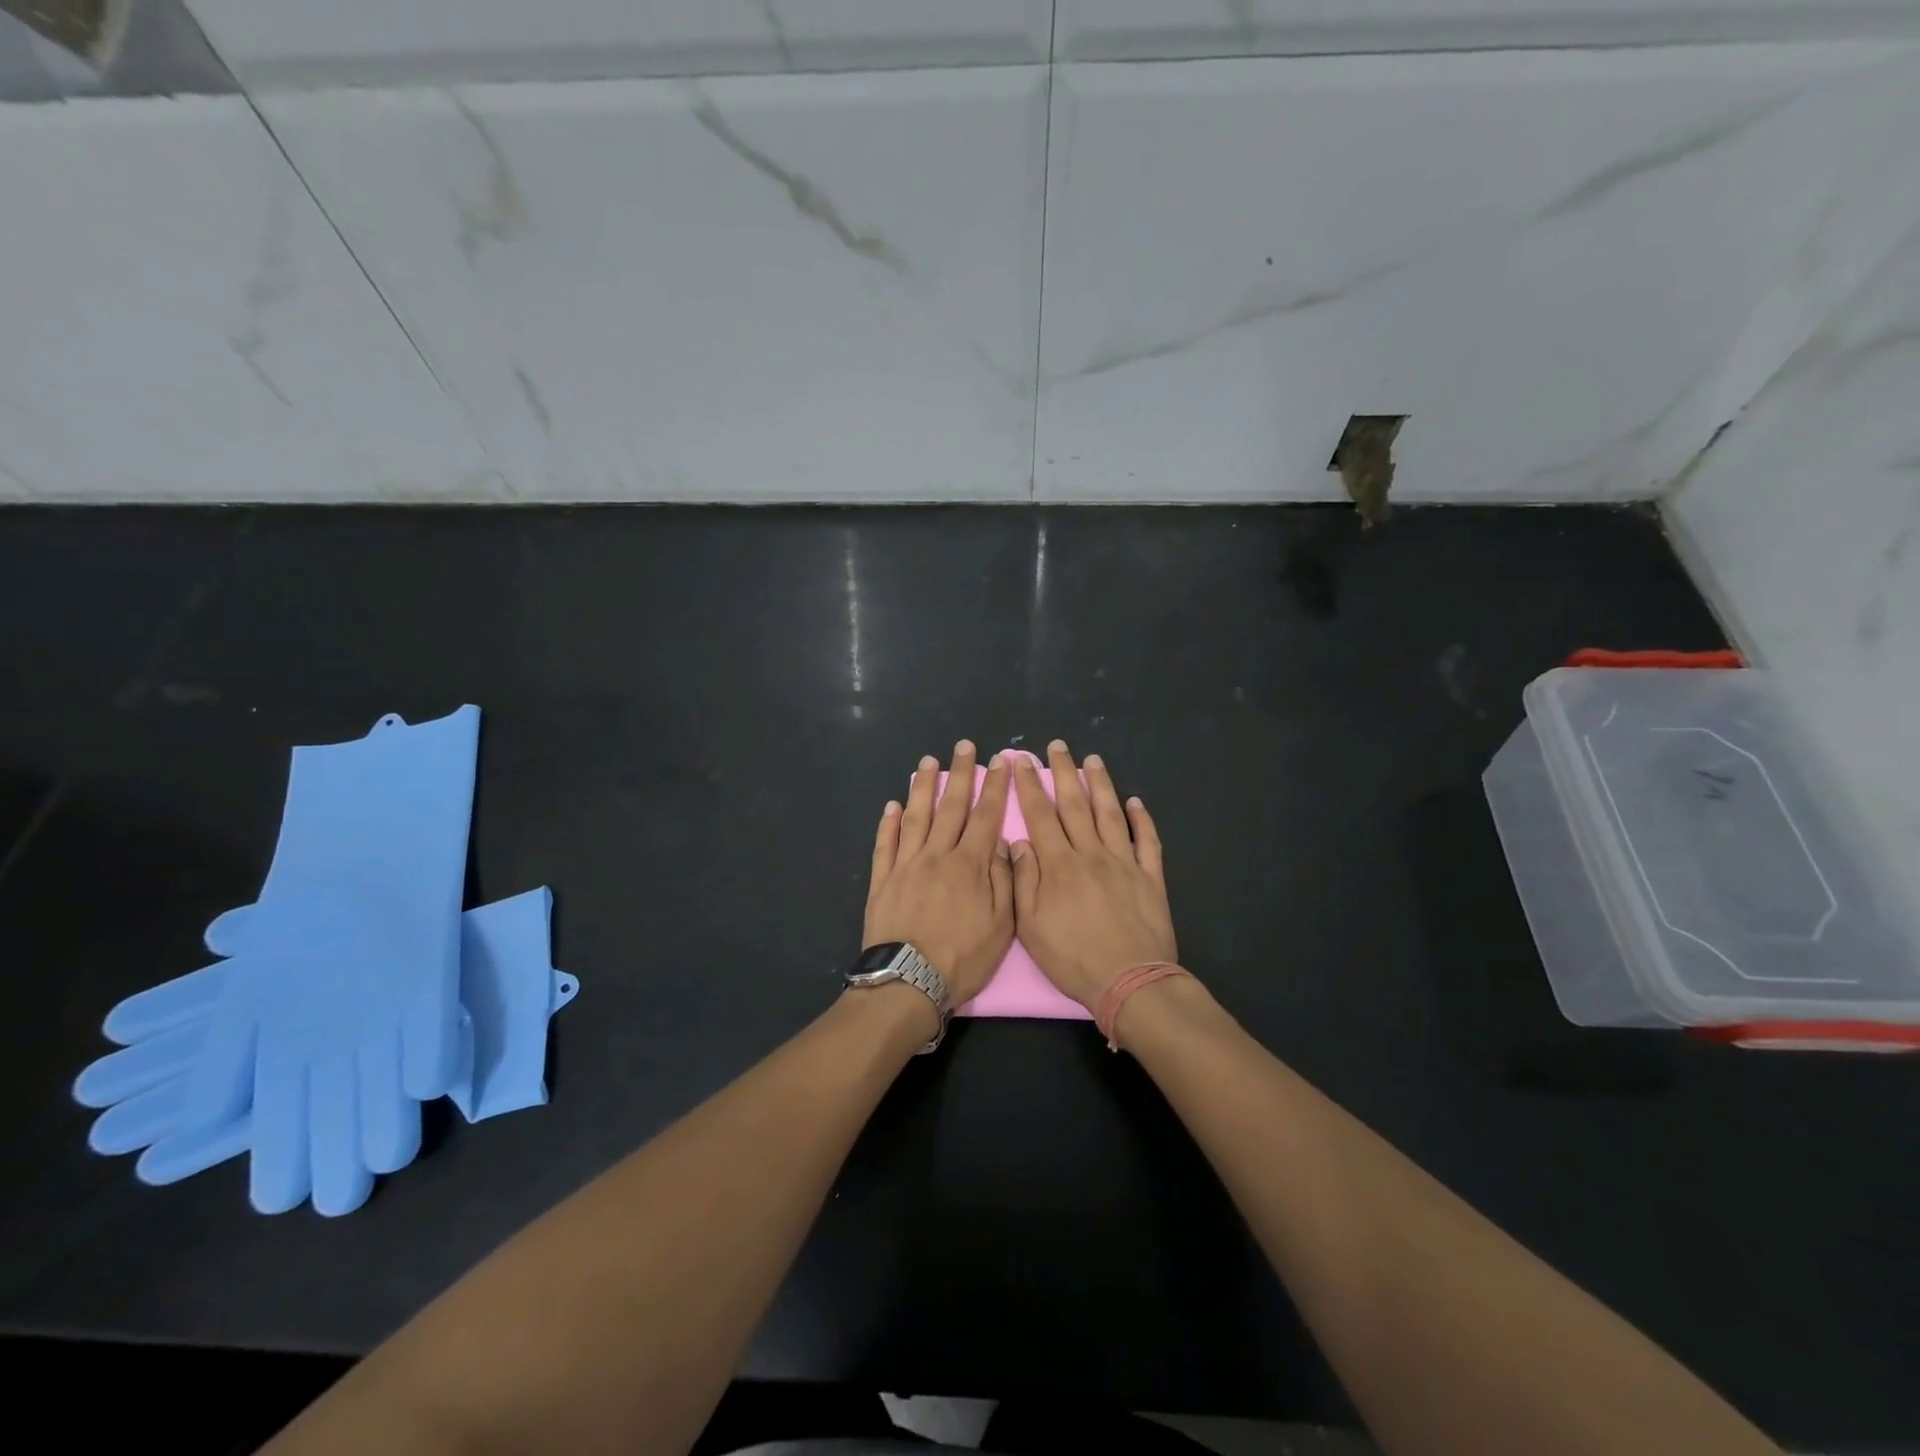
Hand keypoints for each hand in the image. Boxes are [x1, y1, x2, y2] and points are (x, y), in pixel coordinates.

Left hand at [863, 742, 1015, 1007]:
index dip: (994, 787)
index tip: (1000, 761)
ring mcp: (906, 865)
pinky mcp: (882, 880)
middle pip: (951, 807)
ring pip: (916, 817)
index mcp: (970, 865)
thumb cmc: (962, 958)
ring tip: (927, 763)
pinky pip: (885, 844)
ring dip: (923, 788)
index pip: (986, 816)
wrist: (908, 982)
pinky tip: (892, 805)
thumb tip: (1003, 843)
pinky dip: (888, 823)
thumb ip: (1004, 880)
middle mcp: (937, 855)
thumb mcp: (1002, 926)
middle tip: (964, 746)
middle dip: (960, 774)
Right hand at [1009, 741, 1176, 1010]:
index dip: (1029, 785)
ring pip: (1111, 814)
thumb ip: (1023, 880)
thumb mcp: (1031, 926)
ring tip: (1094, 760)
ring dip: (1101, 785)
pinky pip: (1147, 841)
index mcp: (1059, 864)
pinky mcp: (1150, 877)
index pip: (1040, 815)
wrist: (1129, 981)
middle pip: (1075, 804)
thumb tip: (1019, 842)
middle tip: (1058, 746)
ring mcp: (1124, 862)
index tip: (1021, 760)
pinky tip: (1136, 803)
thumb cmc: (1073, 958)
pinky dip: (1143, 820)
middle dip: (1064, 772)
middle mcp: (1091, 853)